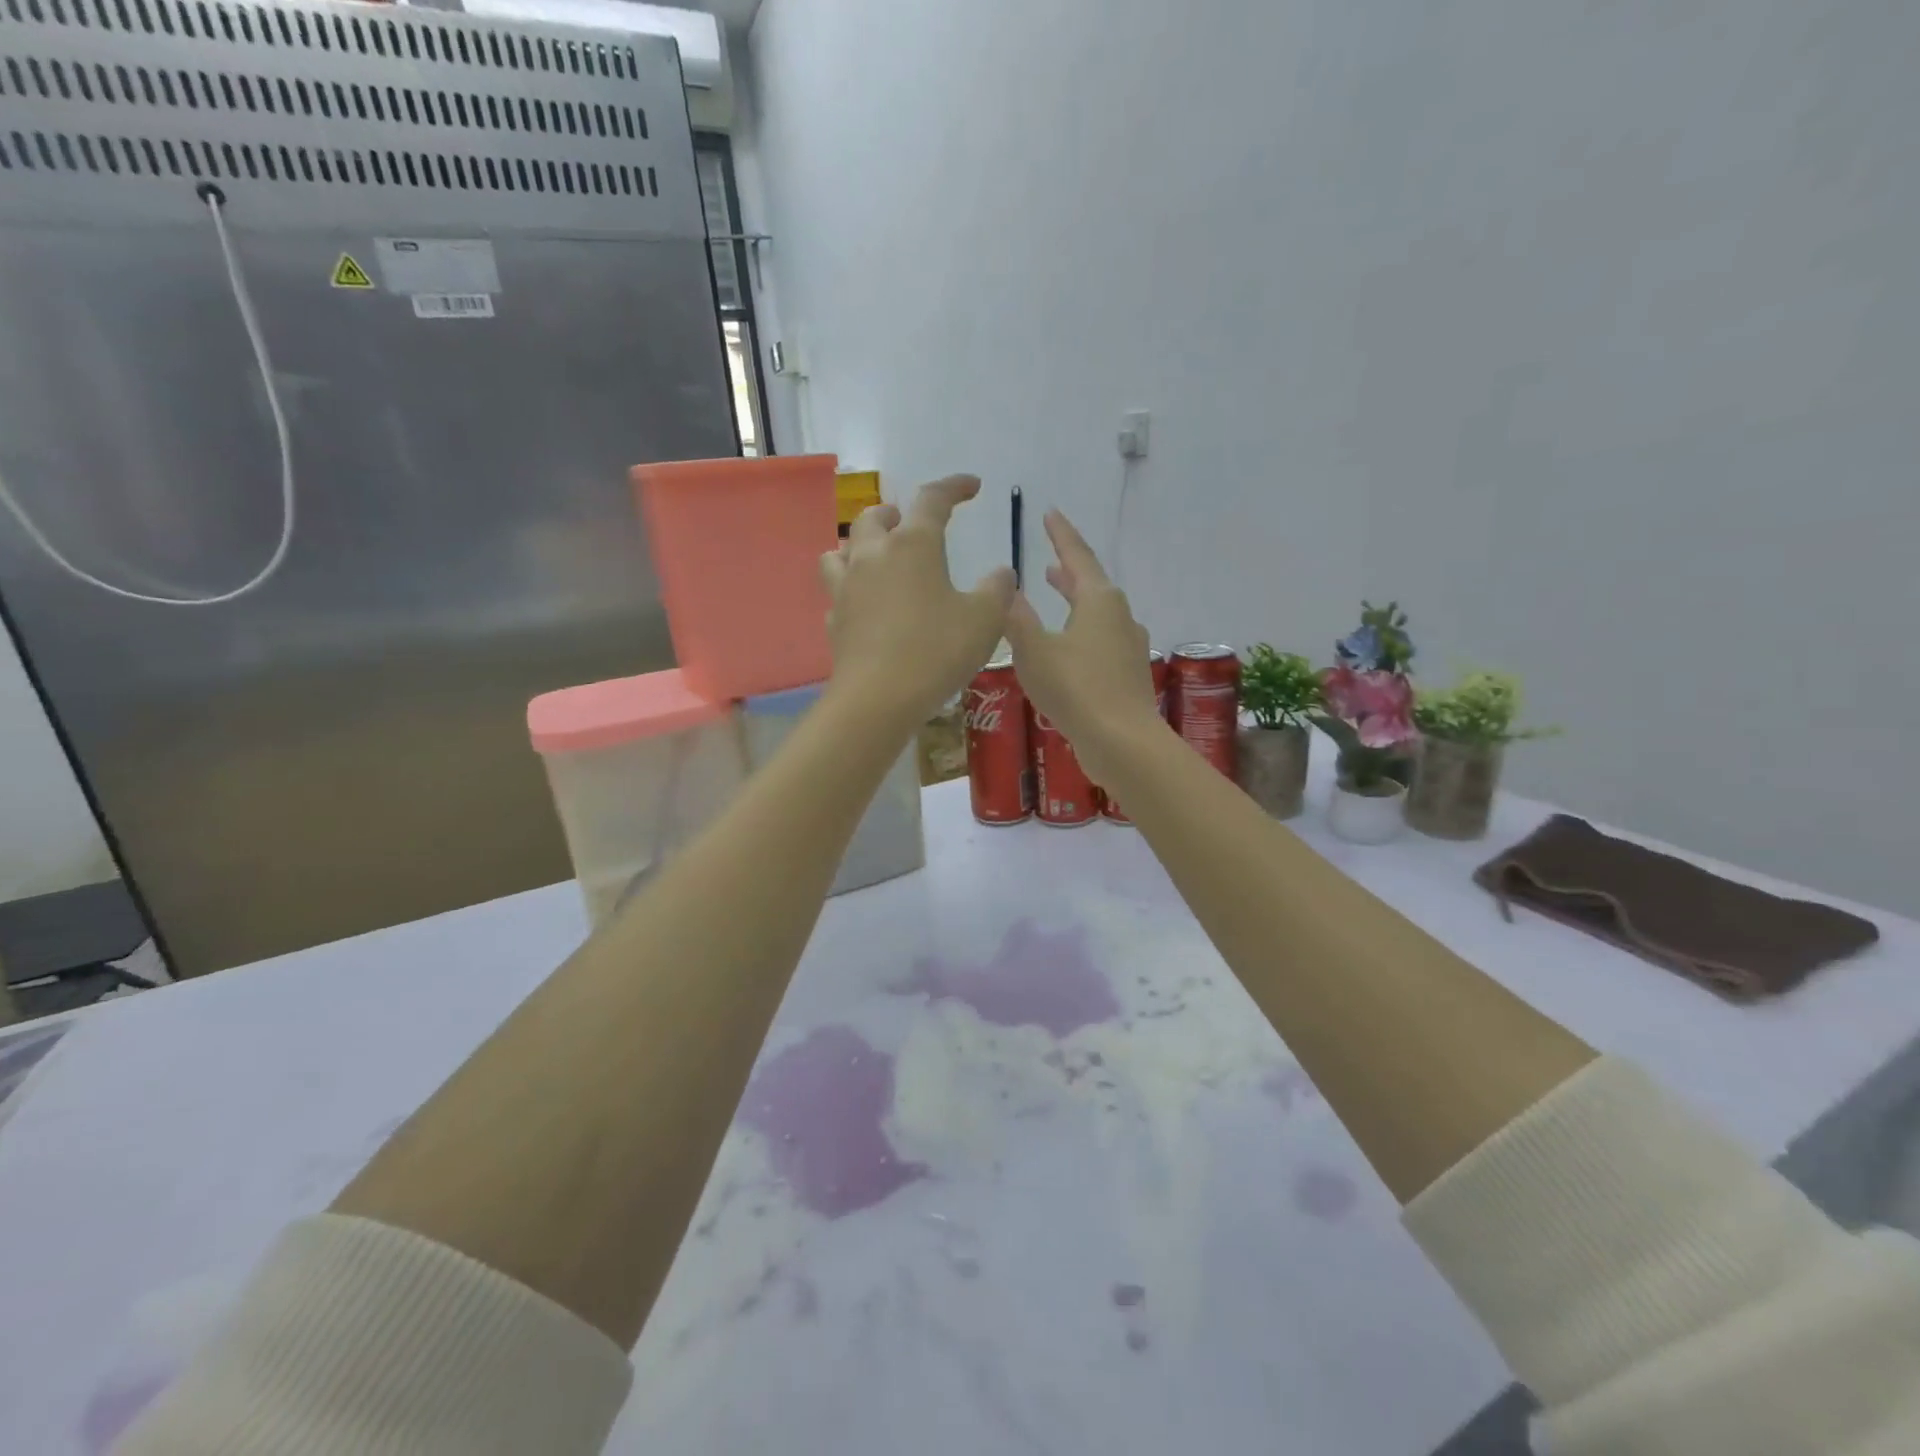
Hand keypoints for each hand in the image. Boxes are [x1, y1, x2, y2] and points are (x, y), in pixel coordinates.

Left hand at [820, 475, 1015, 723]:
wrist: (878, 699)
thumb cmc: (937, 651)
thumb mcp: (985, 620)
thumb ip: (998, 590)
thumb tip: (1001, 574)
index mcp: (913, 545)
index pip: (932, 499)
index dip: (954, 487)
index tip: (971, 486)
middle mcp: (873, 556)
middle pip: (874, 518)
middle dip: (895, 514)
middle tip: (911, 523)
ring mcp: (846, 588)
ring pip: (841, 550)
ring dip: (860, 545)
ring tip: (877, 557)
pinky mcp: (835, 621)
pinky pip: (838, 592)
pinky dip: (852, 589)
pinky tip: (866, 605)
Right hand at [1003, 509, 1162, 783]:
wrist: (1122, 742)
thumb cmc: (1075, 689)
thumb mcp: (1033, 650)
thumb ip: (1017, 618)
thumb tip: (1007, 589)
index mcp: (1099, 600)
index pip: (1077, 556)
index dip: (1061, 534)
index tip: (1050, 513)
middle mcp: (1120, 616)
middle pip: (1091, 584)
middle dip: (1068, 570)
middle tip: (1050, 559)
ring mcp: (1128, 645)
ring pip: (1098, 612)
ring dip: (1075, 600)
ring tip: (1056, 594)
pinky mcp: (1128, 673)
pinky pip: (1102, 639)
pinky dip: (1082, 629)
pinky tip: (1069, 646)